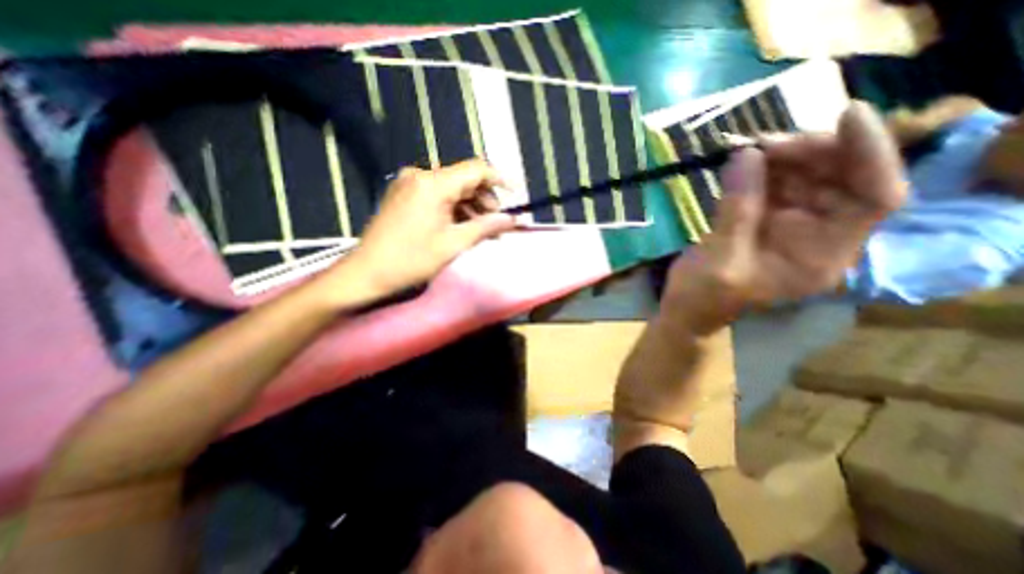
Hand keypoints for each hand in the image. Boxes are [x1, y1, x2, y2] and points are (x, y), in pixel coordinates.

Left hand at [327, 157, 515, 298]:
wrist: (366, 273)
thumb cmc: (411, 260)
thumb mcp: (454, 244)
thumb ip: (487, 227)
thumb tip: (513, 220)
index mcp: (433, 183)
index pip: (477, 170)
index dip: (500, 180)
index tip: (517, 195)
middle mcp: (421, 175)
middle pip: (465, 179)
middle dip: (485, 201)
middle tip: (497, 225)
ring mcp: (410, 184)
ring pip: (452, 189)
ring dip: (471, 207)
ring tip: (483, 231)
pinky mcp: (404, 195)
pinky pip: (437, 196)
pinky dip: (454, 209)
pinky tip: (462, 227)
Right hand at [670, 102, 906, 333]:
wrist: (686, 308)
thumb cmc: (704, 296)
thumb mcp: (720, 258)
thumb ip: (737, 210)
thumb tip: (746, 154)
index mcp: (821, 255)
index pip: (874, 198)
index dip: (870, 155)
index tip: (845, 115)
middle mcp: (818, 235)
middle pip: (842, 179)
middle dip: (811, 153)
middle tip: (762, 144)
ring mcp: (791, 225)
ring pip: (808, 175)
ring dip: (783, 156)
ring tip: (746, 149)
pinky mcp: (766, 218)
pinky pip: (776, 183)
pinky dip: (761, 167)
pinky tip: (740, 162)